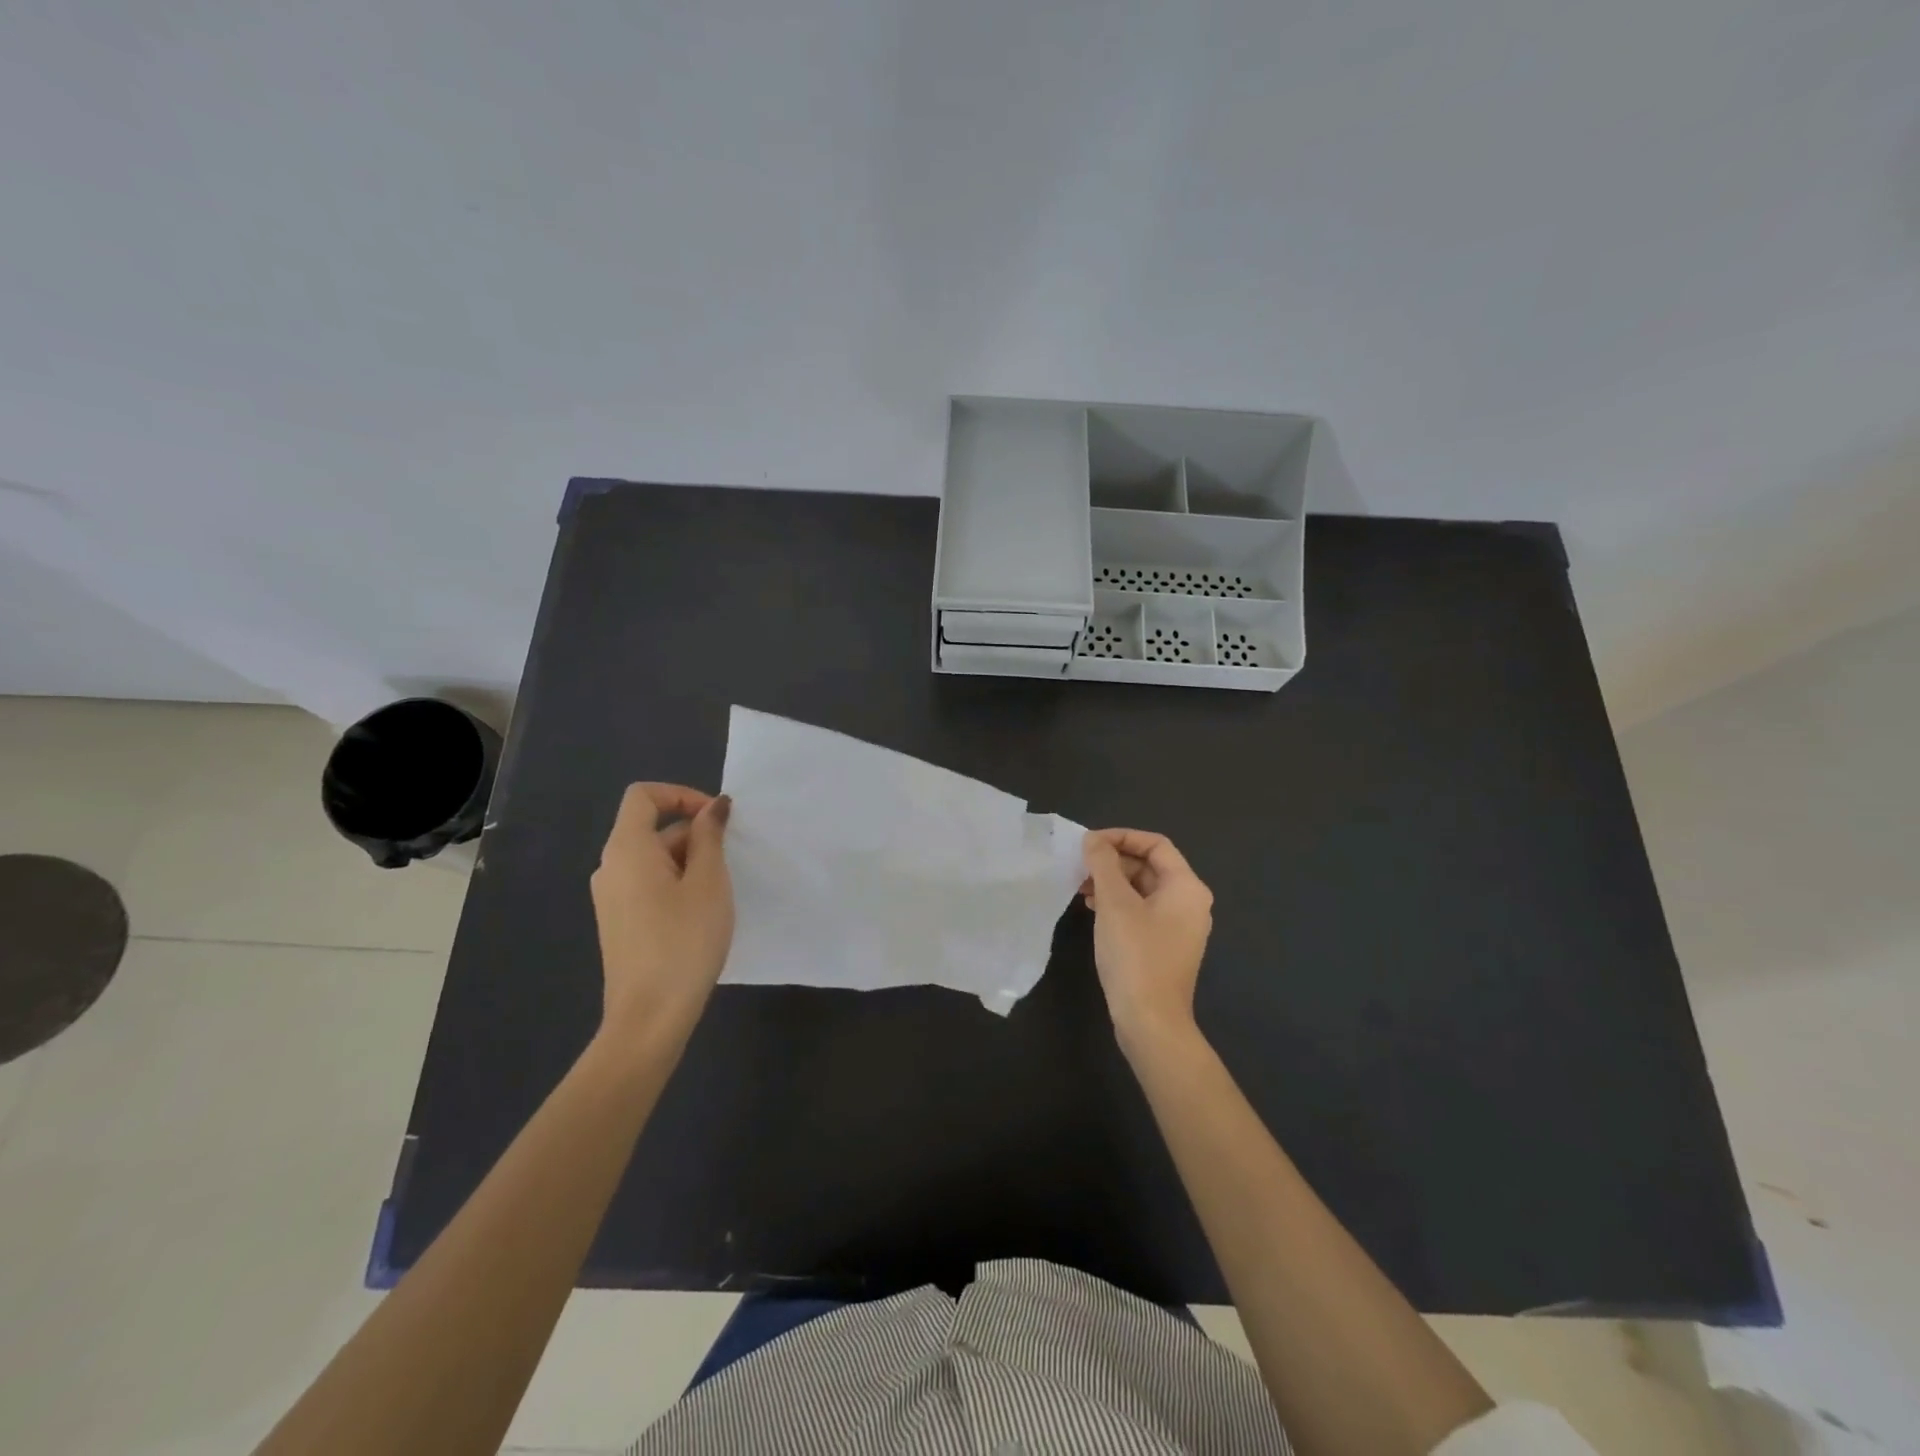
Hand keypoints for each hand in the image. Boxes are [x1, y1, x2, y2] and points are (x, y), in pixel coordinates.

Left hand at [589, 783, 733, 1044]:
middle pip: (652, 828)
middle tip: (730, 864)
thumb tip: (713, 807)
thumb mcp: (709, 882)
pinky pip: (648, 884)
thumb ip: (710, 837)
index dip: (682, 794)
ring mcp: (611, 897)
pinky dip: (677, 884)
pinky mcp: (619, 922)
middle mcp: (610, 867)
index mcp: (627, 849)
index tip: (717, 818)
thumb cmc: (684, 940)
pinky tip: (701, 915)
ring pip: (654, 859)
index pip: (643, 796)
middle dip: (695, 835)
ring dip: (690, 862)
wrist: (649, 1017)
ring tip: (719, 894)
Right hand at [1081, 828, 1212, 1050]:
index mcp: (1187, 887)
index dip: (1121, 837)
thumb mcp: (1114, 903)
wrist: (1150, 1021)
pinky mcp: (1165, 947)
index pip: (1155, 844)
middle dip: (1113, 862)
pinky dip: (1118, 905)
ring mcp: (1179, 927)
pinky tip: (1093, 910)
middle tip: (1080, 867)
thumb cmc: (1135, 955)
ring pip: (1143, 890)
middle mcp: (1190, 903)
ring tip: (1081, 888)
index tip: (1089, 844)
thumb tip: (1093, 840)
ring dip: (1112, 883)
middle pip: (1150, 866)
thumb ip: (1103, 864)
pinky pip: (1142, 912)